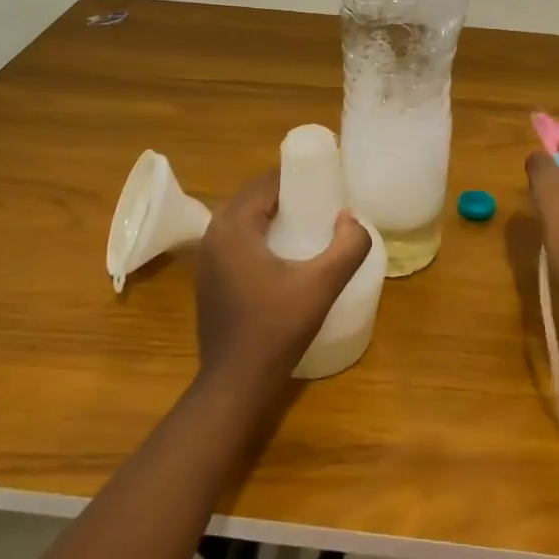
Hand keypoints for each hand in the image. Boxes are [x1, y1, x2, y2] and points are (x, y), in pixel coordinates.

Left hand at [194, 170, 371, 387]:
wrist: (235, 382)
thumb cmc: (276, 328)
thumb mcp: (322, 285)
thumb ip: (347, 247)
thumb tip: (351, 217)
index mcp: (234, 227)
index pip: (265, 183)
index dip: (296, 176)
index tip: (326, 181)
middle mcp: (213, 235)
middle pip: (252, 198)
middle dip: (285, 194)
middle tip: (320, 202)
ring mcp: (206, 259)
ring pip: (242, 219)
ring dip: (270, 214)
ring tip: (306, 223)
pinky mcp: (208, 279)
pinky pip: (235, 240)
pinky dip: (258, 234)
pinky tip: (283, 254)